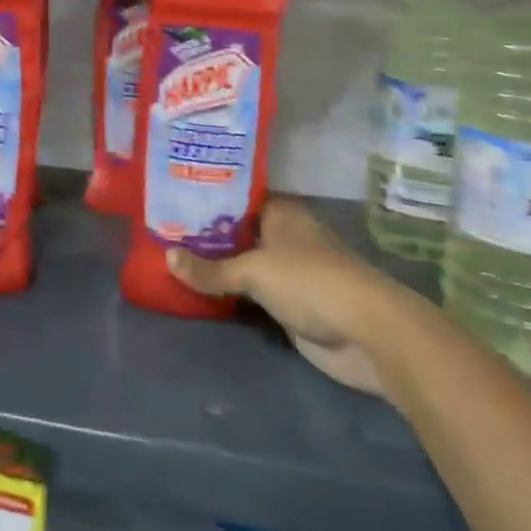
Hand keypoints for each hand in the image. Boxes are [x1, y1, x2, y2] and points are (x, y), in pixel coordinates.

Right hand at [164, 196, 410, 395]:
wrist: (367, 334)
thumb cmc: (310, 282)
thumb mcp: (253, 271)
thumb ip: (210, 268)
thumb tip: (166, 256)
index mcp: (282, 213)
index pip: (238, 197)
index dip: (208, 198)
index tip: (173, 200)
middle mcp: (285, 237)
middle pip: (239, 232)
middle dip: (207, 235)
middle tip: (163, 232)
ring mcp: (290, 273)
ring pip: (245, 264)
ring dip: (218, 268)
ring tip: (172, 260)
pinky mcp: (291, 306)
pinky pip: (252, 295)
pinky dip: (231, 295)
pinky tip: (200, 292)